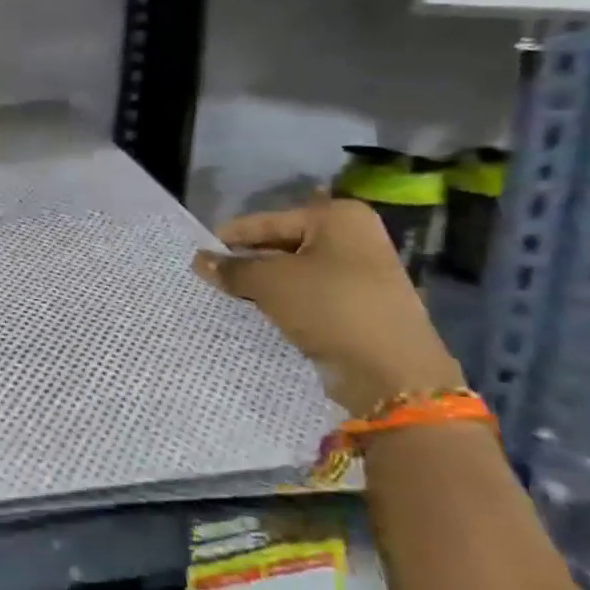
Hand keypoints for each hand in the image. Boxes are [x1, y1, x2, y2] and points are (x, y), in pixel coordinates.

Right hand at [192, 198, 463, 417]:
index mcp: (337, 217)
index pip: (266, 221)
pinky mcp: (359, 304)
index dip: (229, 238)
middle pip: (280, 244)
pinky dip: (284, 302)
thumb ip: (231, 268)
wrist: (391, 372)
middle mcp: (353, 237)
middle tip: (209, 278)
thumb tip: (199, 260)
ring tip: (227, 296)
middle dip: (246, 263)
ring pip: (293, 272)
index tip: (198, 254)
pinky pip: (309, 295)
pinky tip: (257, 313)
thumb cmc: (330, 307)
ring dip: (263, 285)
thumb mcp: (270, 282)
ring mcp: (360, 272)